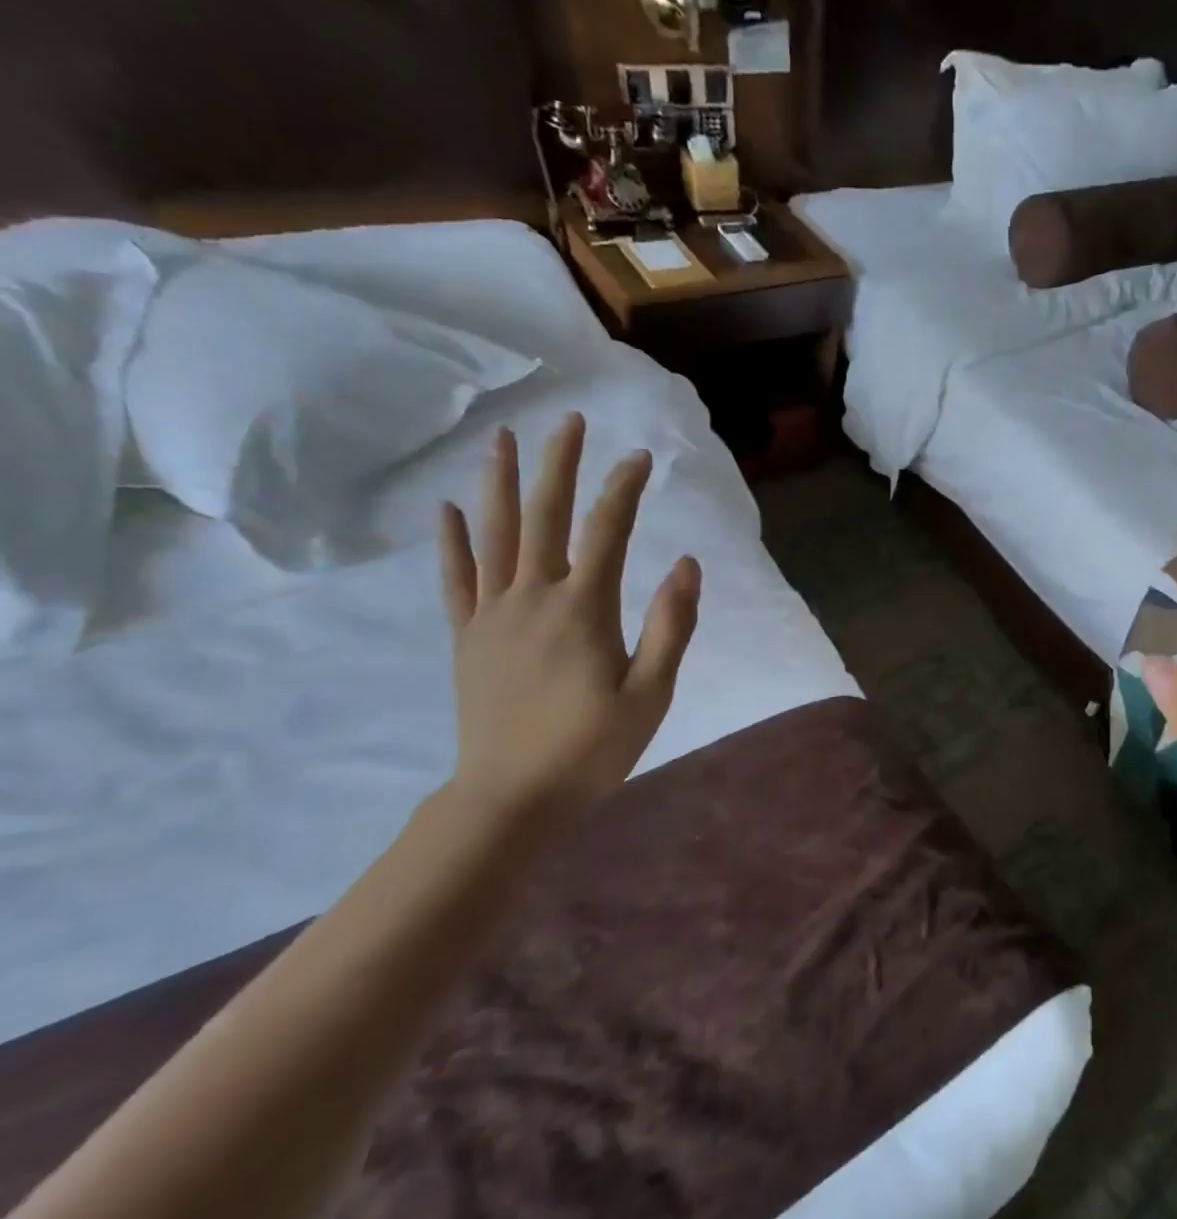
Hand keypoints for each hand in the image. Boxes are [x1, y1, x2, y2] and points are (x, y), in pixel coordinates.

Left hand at [438, 413, 700, 821]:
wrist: (511, 797)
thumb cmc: (591, 748)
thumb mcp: (651, 694)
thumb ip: (671, 626)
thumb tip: (686, 564)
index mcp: (583, 609)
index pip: (607, 532)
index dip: (624, 489)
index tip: (640, 457)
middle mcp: (534, 598)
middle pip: (546, 517)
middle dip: (560, 465)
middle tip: (569, 420)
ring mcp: (493, 615)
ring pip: (496, 535)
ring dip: (502, 484)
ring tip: (504, 440)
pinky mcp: (468, 637)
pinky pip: (456, 579)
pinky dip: (452, 542)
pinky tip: (448, 509)